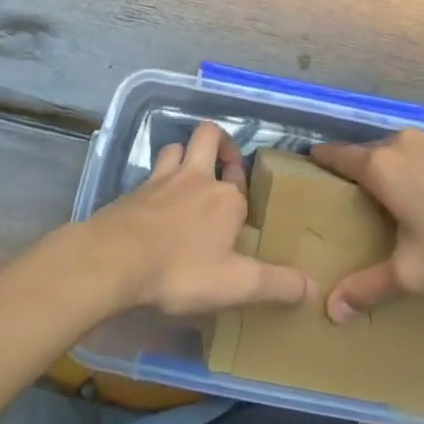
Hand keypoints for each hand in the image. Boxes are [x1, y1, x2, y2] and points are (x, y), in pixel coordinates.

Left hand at [86, 122, 313, 317]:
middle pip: (208, 136)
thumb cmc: (179, 270)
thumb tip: (312, 286)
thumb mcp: (235, 285)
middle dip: (219, 144)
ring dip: (184, 156)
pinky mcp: (132, 192)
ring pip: (175, 147)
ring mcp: (160, 180)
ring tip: (188, 180)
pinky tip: (154, 207)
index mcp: (225, 197)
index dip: (244, 200)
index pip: (242, 186)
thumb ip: (275, 284)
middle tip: (222, 169)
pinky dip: (157, 182)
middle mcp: (195, 178)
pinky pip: (150, 174)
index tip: (242, 225)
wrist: (112, 260)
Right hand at [312, 130, 423, 322]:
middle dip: (356, 171)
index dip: (319, 160)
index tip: (307, 167)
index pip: (335, 155)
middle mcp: (398, 143)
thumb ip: (369, 288)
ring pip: (396, 149)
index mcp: (379, 167)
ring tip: (392, 194)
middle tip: (352, 198)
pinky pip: (423, 149)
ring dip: (389, 167)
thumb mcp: (413, 271)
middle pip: (365, 153)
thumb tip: (331, 311)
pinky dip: (417, 164)